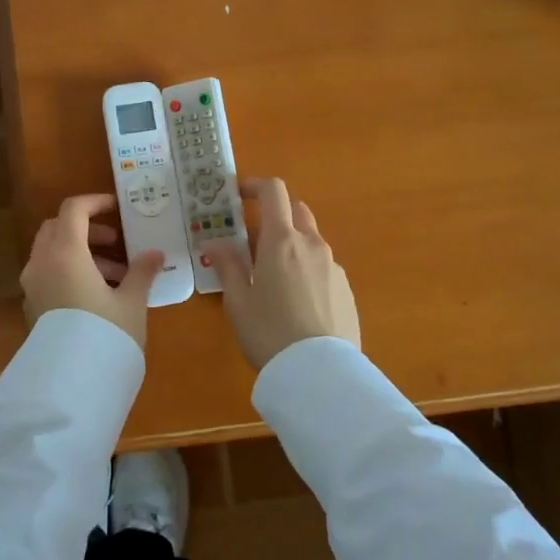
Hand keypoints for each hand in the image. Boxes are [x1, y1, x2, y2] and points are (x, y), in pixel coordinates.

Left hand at [20, 193, 164, 348]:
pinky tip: (96, 295)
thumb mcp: (132, 302)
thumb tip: (155, 254)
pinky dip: (68, 271)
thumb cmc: (106, 333)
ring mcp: (32, 285)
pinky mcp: (31, 306)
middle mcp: (42, 263)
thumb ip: (142, 272)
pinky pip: (48, 274)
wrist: (72, 384)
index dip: (95, 203)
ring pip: (52, 252)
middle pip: (57, 228)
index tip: (117, 208)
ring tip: (116, 276)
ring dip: (81, 253)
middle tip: (116, 243)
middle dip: (87, 230)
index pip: (73, 210)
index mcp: (65, 253)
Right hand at [207, 178, 359, 368]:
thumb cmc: (269, 332)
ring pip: (311, 240)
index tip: (239, 195)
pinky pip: (322, 266)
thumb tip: (214, 242)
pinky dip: (306, 268)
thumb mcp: (237, 302)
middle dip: (274, 216)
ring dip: (291, 244)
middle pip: (296, 211)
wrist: (320, 373)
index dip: (256, 186)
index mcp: (282, 241)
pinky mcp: (346, 289)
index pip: (274, 192)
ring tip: (272, 278)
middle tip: (252, 242)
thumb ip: (227, 266)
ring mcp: (334, 266)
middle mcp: (312, 245)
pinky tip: (296, 301)